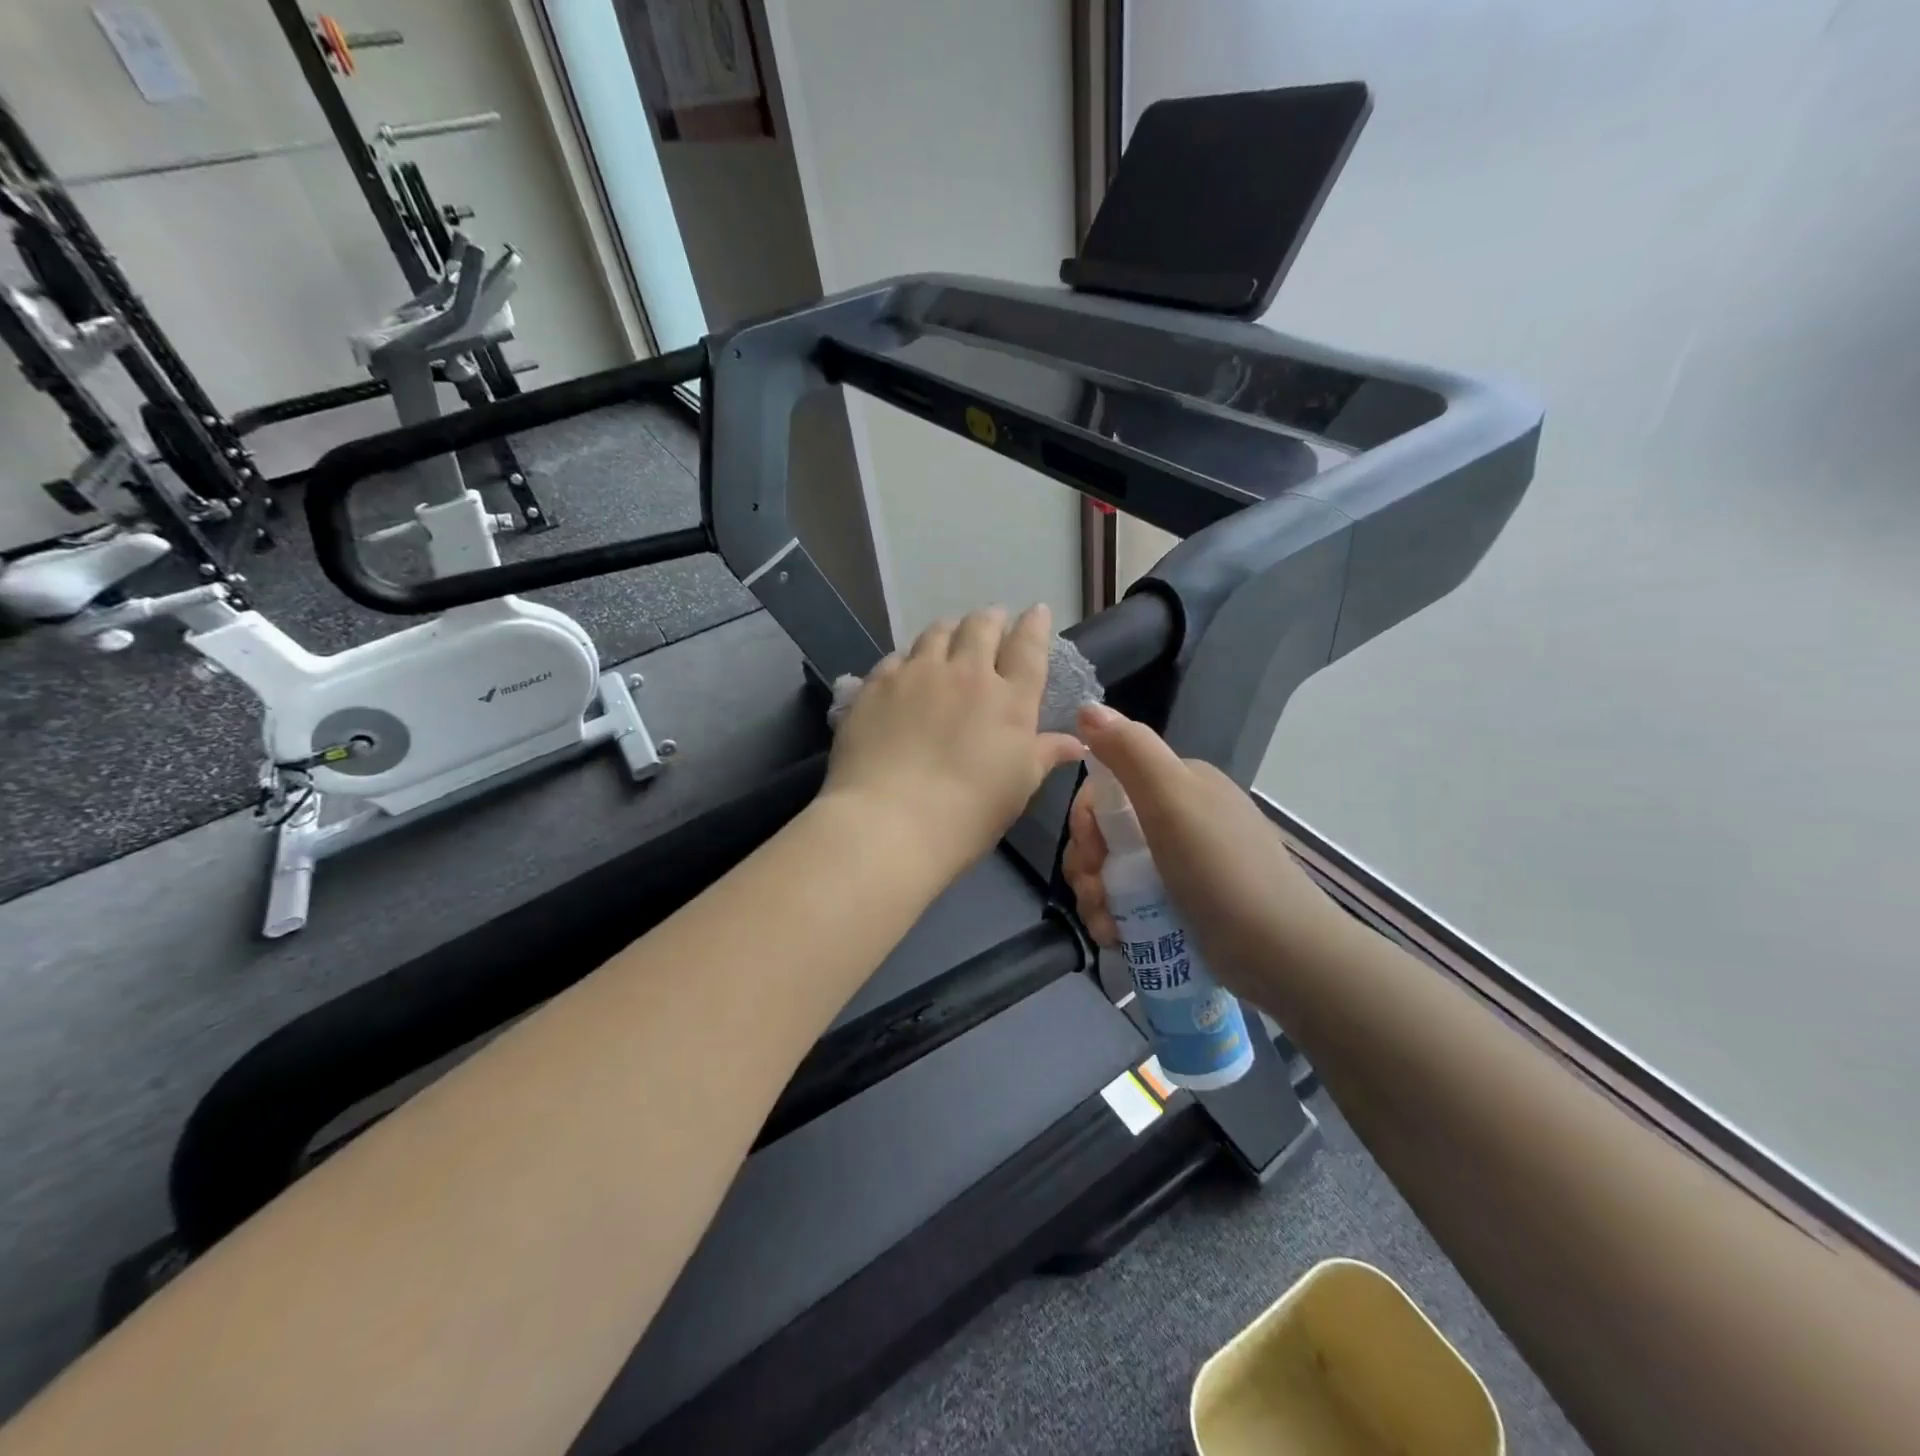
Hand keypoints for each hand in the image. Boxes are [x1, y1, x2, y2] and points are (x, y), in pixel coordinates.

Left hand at [823, 605, 1085, 877]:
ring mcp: (918, 674)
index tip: (1036, 612)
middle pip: (981, 628)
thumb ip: (1045, 755)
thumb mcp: (1018, 787)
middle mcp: (966, 673)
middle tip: (993, 622)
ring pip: (937, 632)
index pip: (1028, 647)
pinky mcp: (877, 684)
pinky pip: (898, 656)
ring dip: (950, 630)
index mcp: (1009, 699)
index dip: (1035, 625)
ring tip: (951, 635)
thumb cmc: (968, 813)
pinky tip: (907, 669)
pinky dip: (910, 657)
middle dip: (991, 619)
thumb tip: (1076, 741)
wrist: (890, 821)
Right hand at [1061, 703, 1340, 995]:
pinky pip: (1129, 902)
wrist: (1281, 952)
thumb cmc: (1221, 869)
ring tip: (1104, 925)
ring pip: (1112, 870)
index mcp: (1179, 784)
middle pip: (1105, 832)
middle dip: (1087, 864)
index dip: (1086, 819)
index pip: (1108, 788)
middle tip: (1094, 893)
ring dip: (1094, 895)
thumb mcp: (1172, 799)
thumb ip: (1130, 750)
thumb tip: (1087, 707)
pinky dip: (1113, 917)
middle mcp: (1179, 817)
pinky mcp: (1181, 905)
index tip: (1090, 853)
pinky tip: (1115, 936)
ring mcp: (1180, 864)